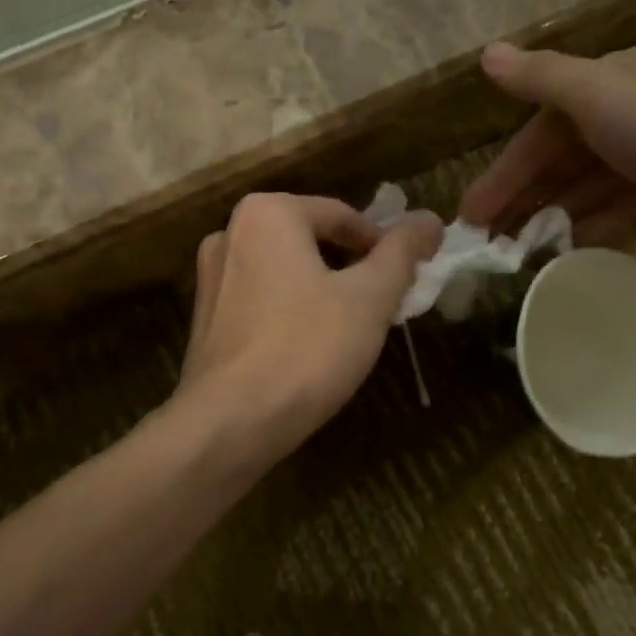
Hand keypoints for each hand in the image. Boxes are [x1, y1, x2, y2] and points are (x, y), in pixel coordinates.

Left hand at [177, 192, 443, 460]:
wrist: (230, 422)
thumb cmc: (307, 349)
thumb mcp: (370, 298)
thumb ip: (402, 253)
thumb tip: (430, 219)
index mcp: (267, 213)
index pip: (343, 215)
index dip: (383, 246)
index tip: (406, 280)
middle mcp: (229, 233)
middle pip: (311, 240)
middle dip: (351, 268)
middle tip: (382, 305)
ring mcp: (210, 277)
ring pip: (285, 271)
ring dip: (322, 290)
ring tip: (350, 329)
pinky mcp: (204, 318)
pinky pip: (260, 299)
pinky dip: (290, 311)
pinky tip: (308, 349)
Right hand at [460, 41, 635, 243]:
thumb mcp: (605, 92)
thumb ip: (543, 80)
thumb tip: (486, 54)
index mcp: (608, 89)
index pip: (539, 135)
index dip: (504, 174)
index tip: (471, 216)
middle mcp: (629, 124)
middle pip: (561, 169)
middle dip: (523, 205)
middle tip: (487, 249)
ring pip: (589, 199)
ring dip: (554, 225)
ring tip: (518, 261)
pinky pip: (624, 224)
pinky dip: (596, 238)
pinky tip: (569, 261)